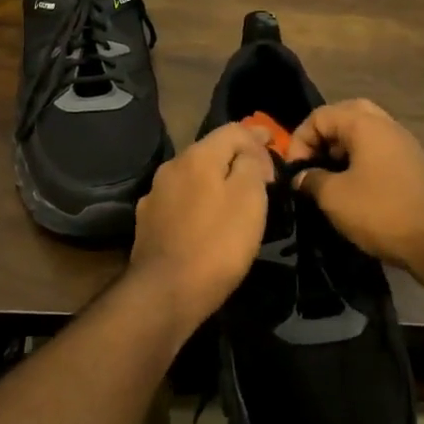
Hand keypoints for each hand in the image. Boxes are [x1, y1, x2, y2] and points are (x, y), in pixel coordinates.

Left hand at [124, 123, 274, 338]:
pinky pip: (181, 200)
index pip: (232, 129)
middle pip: (210, 150)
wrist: (165, 293)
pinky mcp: (148, 223)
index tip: (275, 146)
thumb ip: (251, 165)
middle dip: (237, 157)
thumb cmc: (217, 244)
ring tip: (236, 196)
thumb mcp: (249, 199)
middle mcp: (171, 167)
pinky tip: (208, 219)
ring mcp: (155, 195)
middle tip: (262, 173)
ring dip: (216, 180)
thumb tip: (248, 153)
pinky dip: (200, 201)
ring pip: (194, 176)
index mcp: (197, 156)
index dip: (257, 136)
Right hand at [286, 99, 423, 275]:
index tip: (295, 171)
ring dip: (341, 149)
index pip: (319, 116)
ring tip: (328, 177)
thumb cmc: (381, 211)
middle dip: (322, 138)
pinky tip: (352, 188)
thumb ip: (311, 180)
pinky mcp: (412, 164)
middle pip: (344, 116)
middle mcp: (386, 125)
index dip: (299, 140)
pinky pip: (377, 150)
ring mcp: (402, 144)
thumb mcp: (334, 197)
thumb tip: (301, 177)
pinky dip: (359, 160)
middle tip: (312, 163)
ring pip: (363, 133)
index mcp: (364, 124)